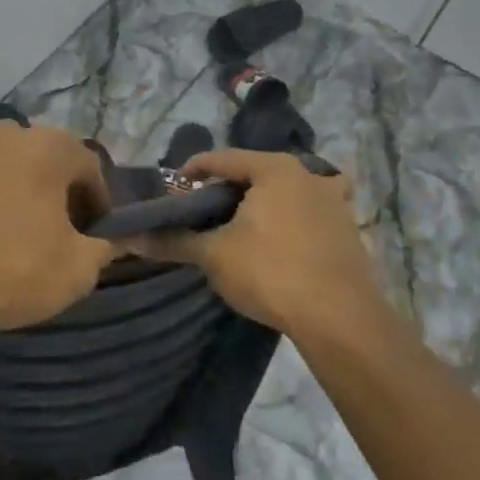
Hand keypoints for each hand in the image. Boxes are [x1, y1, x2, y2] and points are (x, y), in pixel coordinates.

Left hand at [0, 123, 119, 338]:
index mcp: (47, 146)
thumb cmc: (16, 272)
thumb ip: (107, 245)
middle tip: (65, 231)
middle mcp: (7, 134)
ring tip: (24, 230)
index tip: (98, 234)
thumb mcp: (80, 268)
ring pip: (12, 165)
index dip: (100, 202)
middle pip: (49, 159)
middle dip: (61, 190)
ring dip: (25, 188)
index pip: (89, 167)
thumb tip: (113, 239)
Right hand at [135, 150, 384, 340]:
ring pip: (287, 192)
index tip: (173, 189)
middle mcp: (308, 175)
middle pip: (256, 172)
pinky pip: (311, 214)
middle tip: (203, 213)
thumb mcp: (214, 255)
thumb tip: (130, 238)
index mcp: (274, 169)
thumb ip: (173, 241)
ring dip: (263, 203)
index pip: (222, 159)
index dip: (192, 172)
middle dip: (227, 189)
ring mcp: (334, 202)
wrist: (340, 320)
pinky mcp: (349, 230)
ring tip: (242, 227)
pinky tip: (281, 243)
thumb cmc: (271, 273)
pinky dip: (292, 220)